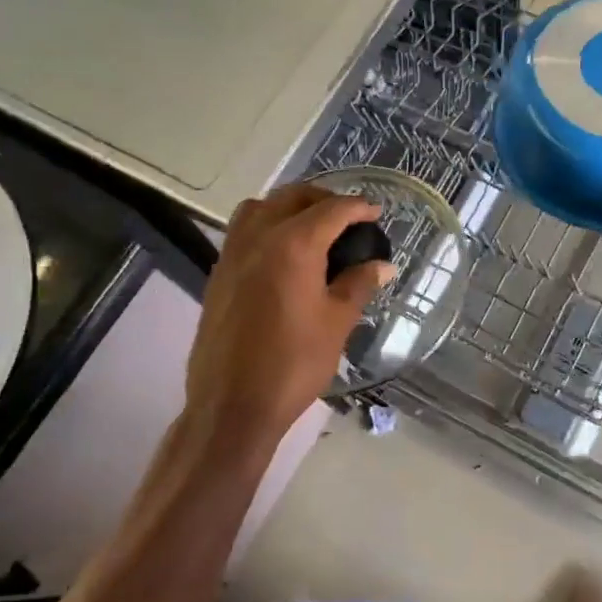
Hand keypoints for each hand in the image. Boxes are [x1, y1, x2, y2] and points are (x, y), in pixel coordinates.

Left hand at [185, 183, 394, 443]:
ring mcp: (233, 254)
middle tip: (347, 217)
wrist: (233, 404)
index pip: (332, 210)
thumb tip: (383, 265)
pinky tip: (282, 254)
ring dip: (289, 206)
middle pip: (293, 197)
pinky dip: (265, 225)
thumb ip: (359, 284)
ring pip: (260, 207)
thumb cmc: (294, 363)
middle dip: (323, 199)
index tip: (376, 212)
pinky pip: (242, 231)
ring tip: (312, 227)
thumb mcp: (337, 322)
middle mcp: (259, 237)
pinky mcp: (218, 273)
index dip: (358, 207)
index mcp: (294, 245)